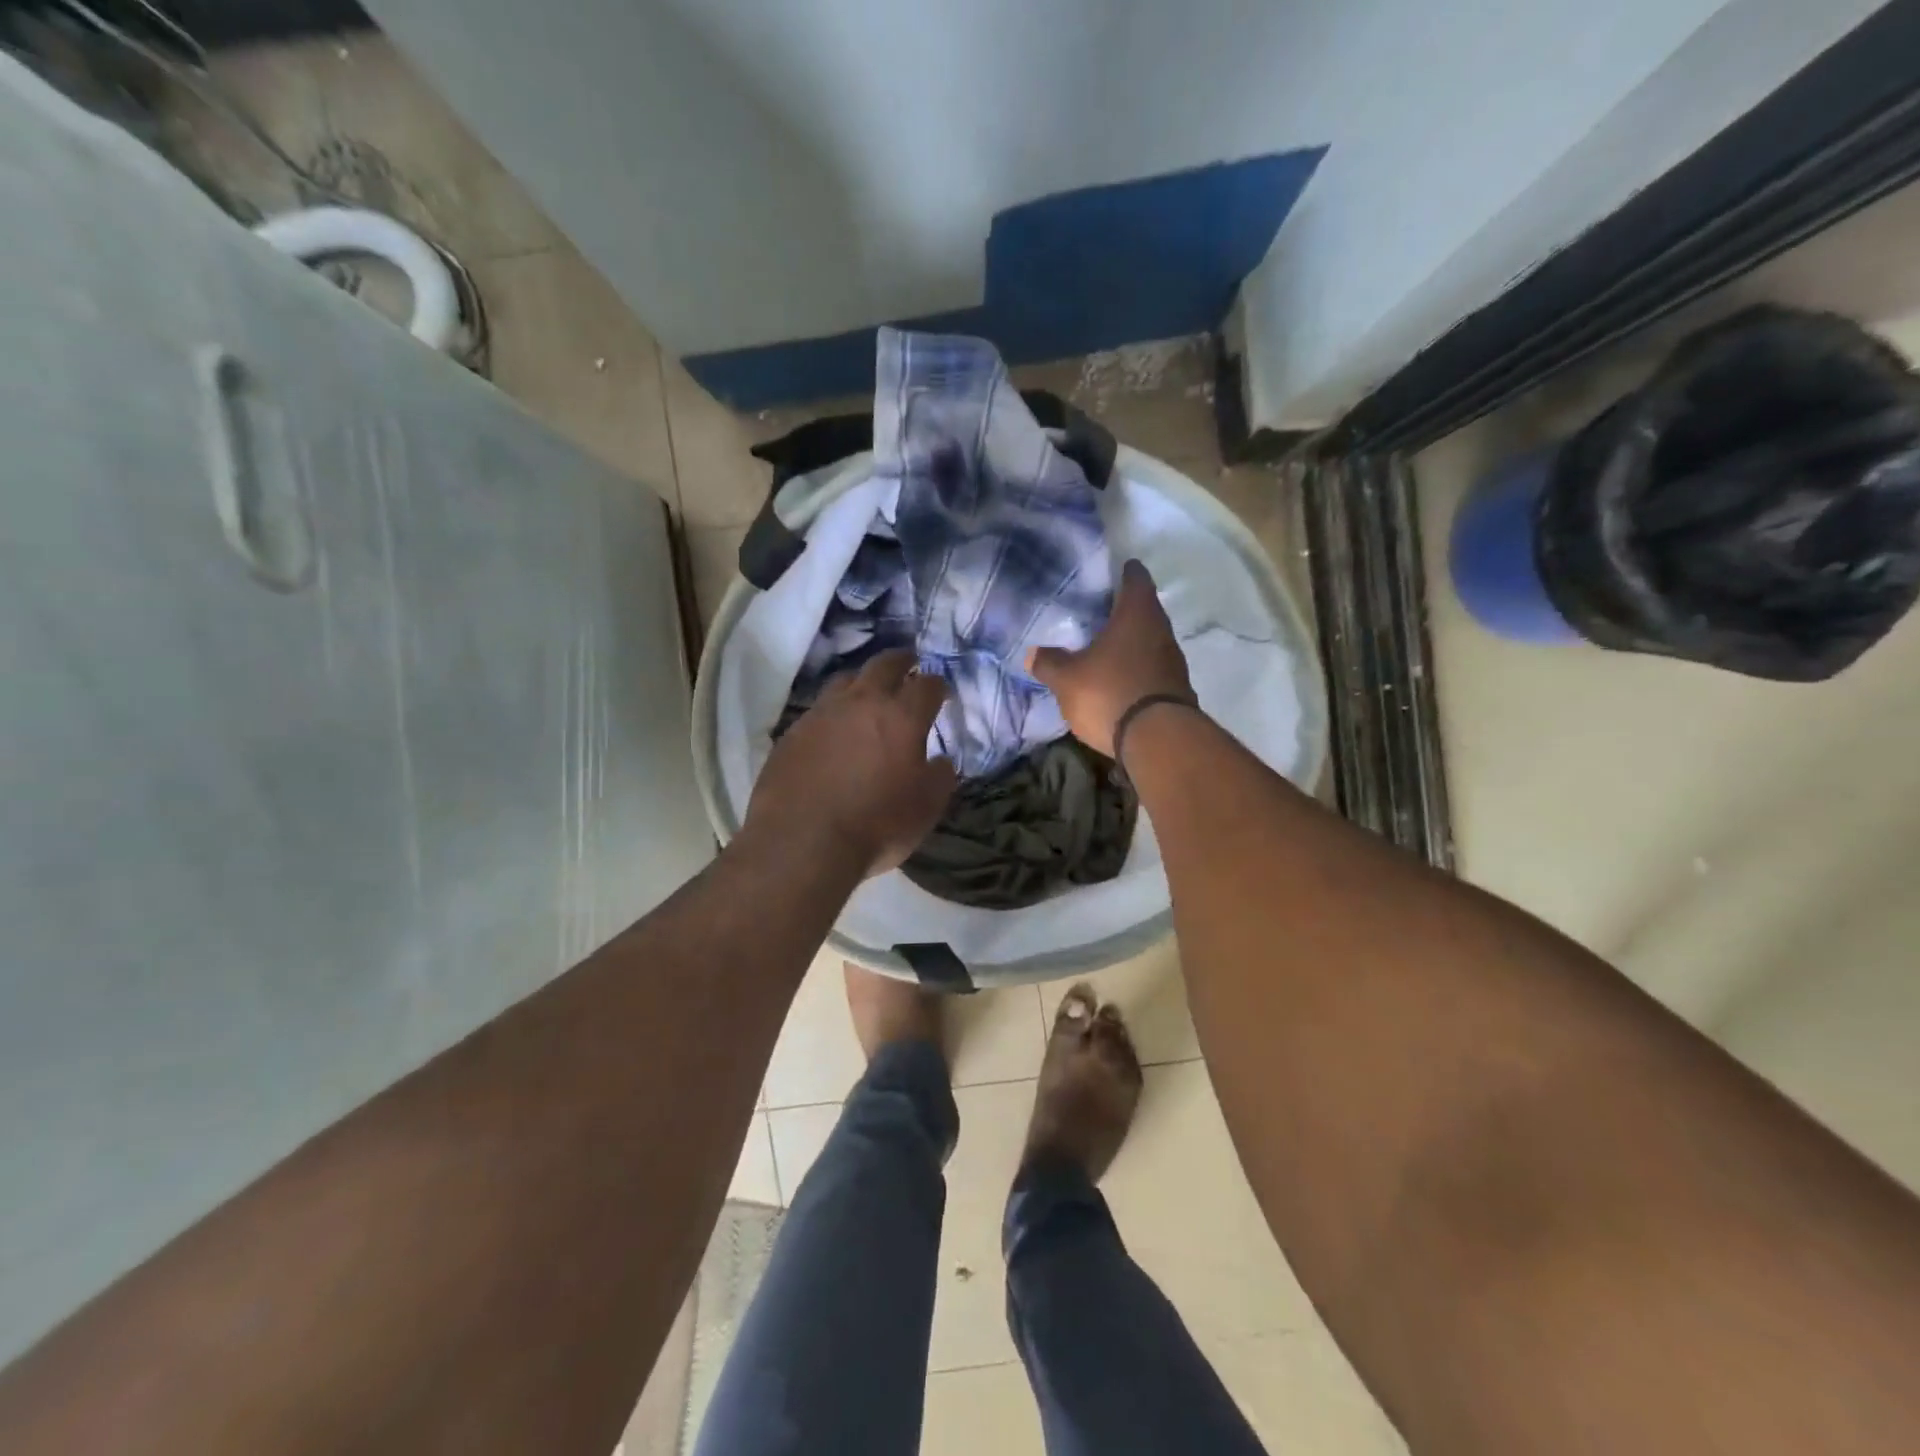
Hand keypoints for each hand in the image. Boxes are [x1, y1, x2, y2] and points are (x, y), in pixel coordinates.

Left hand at [744, 649, 957, 877]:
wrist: (801, 843)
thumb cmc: (876, 825)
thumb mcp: (926, 808)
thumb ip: (940, 777)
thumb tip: (940, 760)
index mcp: (901, 716)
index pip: (926, 685)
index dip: (937, 684)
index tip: (940, 691)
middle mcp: (861, 703)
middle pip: (883, 665)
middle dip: (901, 661)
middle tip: (908, 663)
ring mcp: (821, 714)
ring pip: (844, 681)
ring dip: (861, 682)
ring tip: (867, 693)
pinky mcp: (791, 734)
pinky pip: (817, 711)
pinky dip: (832, 713)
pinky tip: (833, 731)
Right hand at [1027, 559, 1193, 757]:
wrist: (1158, 742)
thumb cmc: (1110, 694)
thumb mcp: (1067, 680)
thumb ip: (1049, 663)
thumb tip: (1034, 653)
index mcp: (1137, 614)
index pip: (1135, 577)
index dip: (1121, 572)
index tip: (1107, 573)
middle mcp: (1161, 630)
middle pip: (1144, 609)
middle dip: (1121, 611)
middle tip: (1094, 613)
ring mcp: (1173, 661)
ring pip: (1149, 640)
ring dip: (1130, 643)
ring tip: (1102, 648)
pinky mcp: (1177, 689)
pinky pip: (1152, 668)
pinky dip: (1136, 668)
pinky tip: (1117, 679)